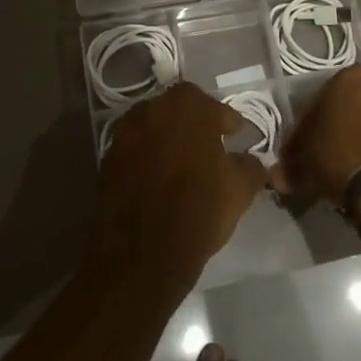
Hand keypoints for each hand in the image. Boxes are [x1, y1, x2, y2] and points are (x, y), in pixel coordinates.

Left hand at [94, 83, 268, 292]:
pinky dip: (146, 157)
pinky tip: (157, 179)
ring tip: (181, 163)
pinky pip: (134, 148)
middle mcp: (153, 108)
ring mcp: (125, 131)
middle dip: (195, 124)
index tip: (235, 136)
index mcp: (189, 107)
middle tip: (209, 146)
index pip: (215, 107)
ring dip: (168, 138)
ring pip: (154, 126)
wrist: (142, 254)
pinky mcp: (107, 157)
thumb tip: (253, 160)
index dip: (228, 123)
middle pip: (180, 109)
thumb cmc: (199, 211)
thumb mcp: (241, 189)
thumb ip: (251, 165)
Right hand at [279, 66, 360, 206]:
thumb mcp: (303, 162)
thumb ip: (290, 163)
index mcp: (353, 77)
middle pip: (360, 103)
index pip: (326, 96)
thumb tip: (276, 176)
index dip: (314, 123)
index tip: (308, 146)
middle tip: (336, 154)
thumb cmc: (339, 160)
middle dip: (349, 123)